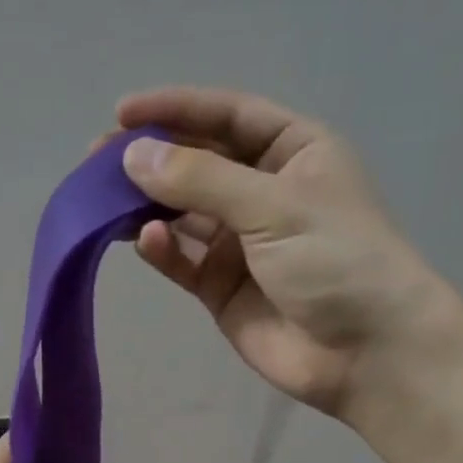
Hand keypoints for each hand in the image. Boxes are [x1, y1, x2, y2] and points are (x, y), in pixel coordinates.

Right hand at [117, 86, 462, 419]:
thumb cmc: (336, 259)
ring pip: (182, 213)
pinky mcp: (221, 287)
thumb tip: (132, 155)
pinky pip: (182, 259)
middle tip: (97, 160)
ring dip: (146, 204)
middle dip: (151, 159)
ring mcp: (240, 242)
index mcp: (293, 153)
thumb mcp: (273, 206)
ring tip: (102, 200)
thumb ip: (200, 180)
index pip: (227, 117)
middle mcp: (263, 191)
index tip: (123, 113)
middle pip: (197, 163)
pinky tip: (145, 240)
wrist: (366, 352)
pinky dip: (161, 249)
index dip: (176, 110)